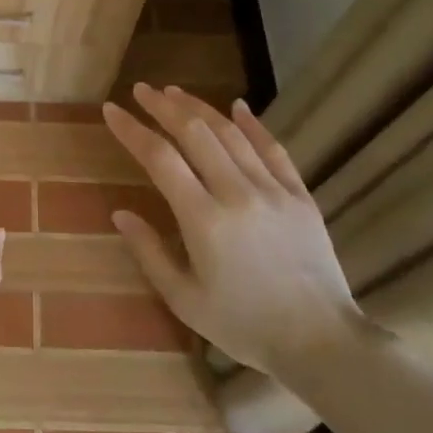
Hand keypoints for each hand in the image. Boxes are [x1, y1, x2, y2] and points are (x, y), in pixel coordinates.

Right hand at [102, 83, 360, 376]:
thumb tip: (120, 213)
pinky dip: (253, 124)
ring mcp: (272, 190)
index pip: (160, 158)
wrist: (320, 342)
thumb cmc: (244, 326)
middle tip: (142, 90)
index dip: (132, 130)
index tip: (112, 110)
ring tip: (175, 92)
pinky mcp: (299, 195)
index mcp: (203, 219)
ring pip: (231, 134)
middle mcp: (236, 193)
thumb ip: (150, 252)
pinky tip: (238, 106)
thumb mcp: (184, 299)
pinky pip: (273, 149)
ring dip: (200, 108)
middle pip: (194, 133)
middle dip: (163, 106)